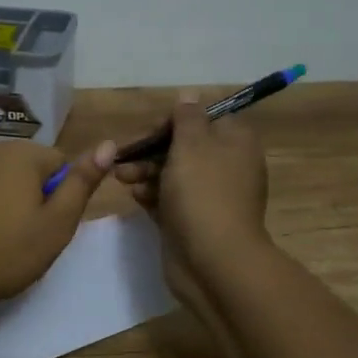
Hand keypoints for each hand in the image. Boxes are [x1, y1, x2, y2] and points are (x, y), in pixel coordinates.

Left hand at [0, 138, 116, 317]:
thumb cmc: (5, 254)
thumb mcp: (57, 224)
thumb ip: (82, 182)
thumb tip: (110, 143)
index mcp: (18, 154)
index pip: (57, 163)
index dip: (58, 195)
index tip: (47, 226)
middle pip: (22, 169)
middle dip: (27, 196)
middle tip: (23, 237)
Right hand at [115, 94, 270, 285]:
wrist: (213, 261)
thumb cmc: (203, 194)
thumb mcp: (192, 144)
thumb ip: (187, 117)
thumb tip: (189, 96)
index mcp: (235, 142)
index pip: (202, 119)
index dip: (173, 122)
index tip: (149, 132)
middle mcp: (227, 166)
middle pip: (184, 147)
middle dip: (151, 149)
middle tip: (124, 157)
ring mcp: (210, 197)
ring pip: (173, 174)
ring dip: (146, 172)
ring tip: (122, 178)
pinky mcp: (193, 222)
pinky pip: (169, 201)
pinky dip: (152, 196)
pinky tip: (136, 197)